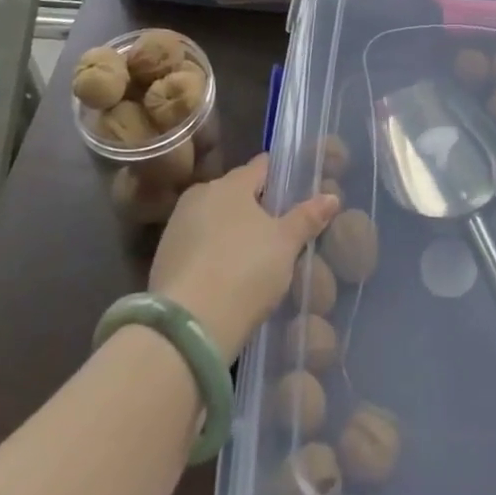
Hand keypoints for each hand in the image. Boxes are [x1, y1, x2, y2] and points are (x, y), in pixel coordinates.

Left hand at [149, 153, 338, 357]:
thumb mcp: (286, 245)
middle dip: (255, 206)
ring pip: (214, 219)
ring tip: (254, 256)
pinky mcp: (163, 259)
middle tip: (279, 229)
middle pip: (236, 193)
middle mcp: (200, 195)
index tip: (295, 189)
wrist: (188, 328)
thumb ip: (308, 217)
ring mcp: (177, 227)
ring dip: (232, 231)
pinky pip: (198, 246)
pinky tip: (228, 276)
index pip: (261, 166)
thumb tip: (332, 196)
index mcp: (231, 183)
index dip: (280, 176)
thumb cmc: (245, 271)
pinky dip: (213, 254)